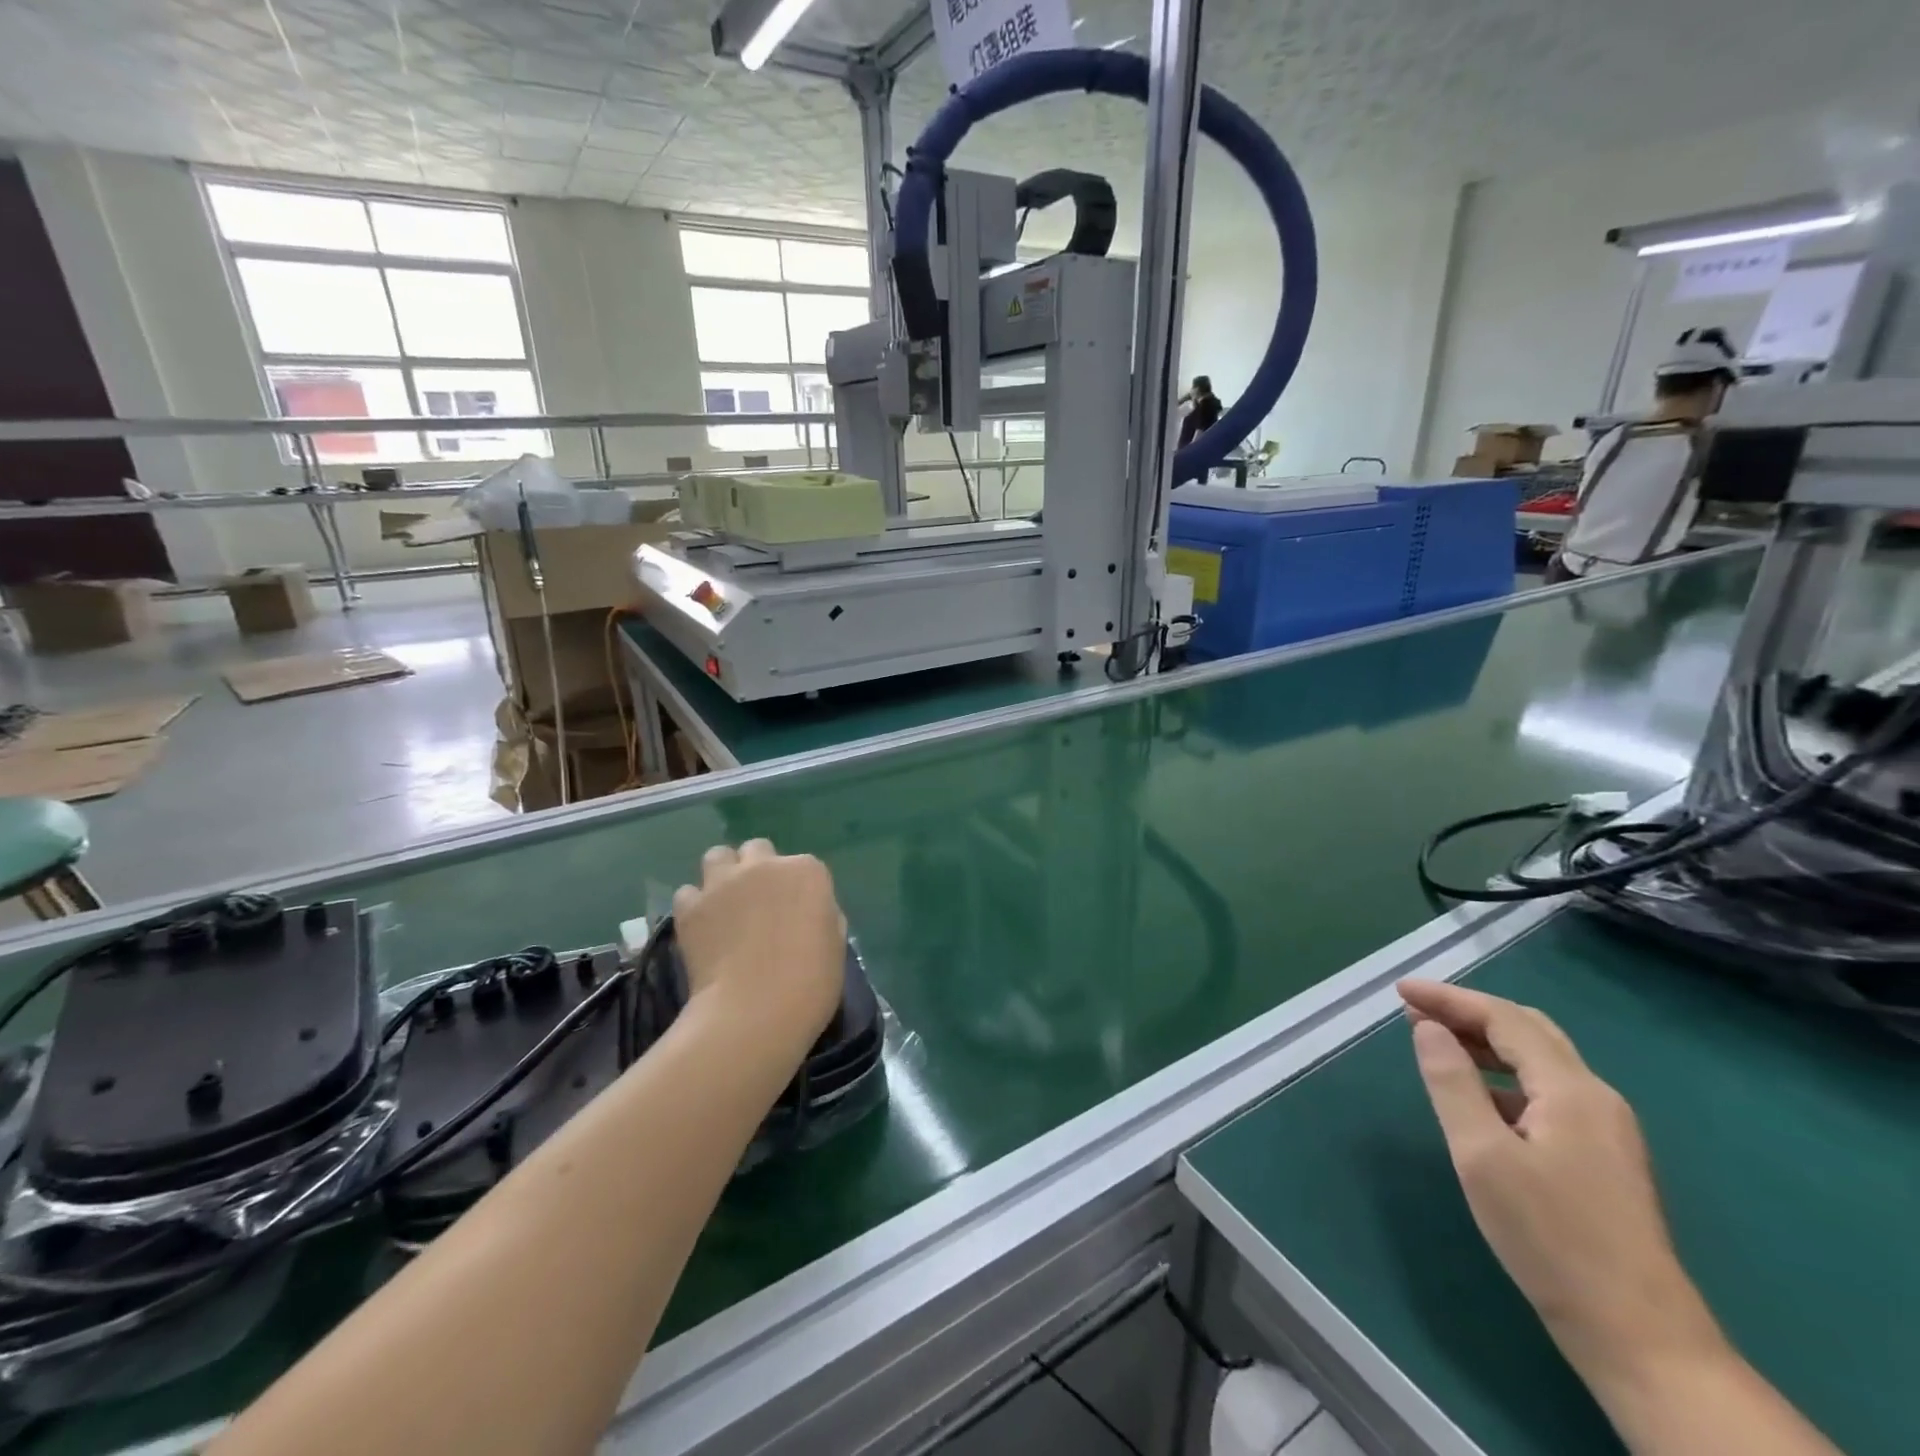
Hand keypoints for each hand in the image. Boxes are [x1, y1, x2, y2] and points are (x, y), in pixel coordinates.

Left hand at [673, 841, 846, 1045]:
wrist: (755, 1011)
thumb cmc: (810, 983)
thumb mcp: (835, 945)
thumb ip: (823, 916)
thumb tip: (809, 914)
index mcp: (807, 872)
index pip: (804, 866)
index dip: (799, 889)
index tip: (797, 914)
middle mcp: (765, 865)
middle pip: (757, 850)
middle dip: (758, 869)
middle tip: (759, 904)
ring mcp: (723, 882)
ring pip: (717, 856)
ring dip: (722, 874)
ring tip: (724, 904)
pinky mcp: (690, 906)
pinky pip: (688, 892)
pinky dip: (695, 905)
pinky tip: (702, 927)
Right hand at [1397, 979, 1724, 1393]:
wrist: (1639, 1336)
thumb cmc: (1550, 1237)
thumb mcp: (1481, 1155)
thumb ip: (1452, 1083)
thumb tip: (1429, 1029)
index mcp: (1571, 1090)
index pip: (1505, 1019)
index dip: (1449, 998)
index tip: (1399, 990)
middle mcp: (1597, 1098)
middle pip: (1529, 1030)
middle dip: (1469, 1012)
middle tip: (1416, 1010)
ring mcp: (1607, 1129)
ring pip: (1540, 1061)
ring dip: (1486, 1043)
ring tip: (1437, 1043)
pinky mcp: (1604, 1157)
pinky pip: (1547, 1091)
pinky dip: (1504, 1076)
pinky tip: (1478, 1096)